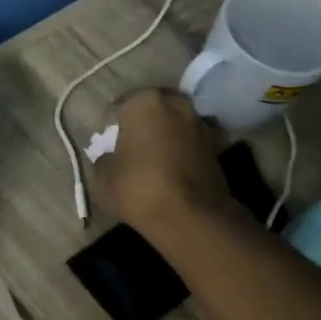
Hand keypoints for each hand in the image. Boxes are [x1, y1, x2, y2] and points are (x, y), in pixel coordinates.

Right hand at [93, 88, 233, 234]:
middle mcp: (176, 103)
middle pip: (154, 108)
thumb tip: (112, 157)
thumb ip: (105, 159)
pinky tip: (174, 169)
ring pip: (176, 123)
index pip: (121, 104)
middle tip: (133, 144)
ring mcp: (201, 123)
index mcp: (144, 102)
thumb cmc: (138, 188)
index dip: (113, 123)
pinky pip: (191, 142)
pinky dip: (184, 150)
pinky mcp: (218, 146)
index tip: (108, 141)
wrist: (190, 217)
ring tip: (155, 158)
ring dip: (167, 134)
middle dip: (144, 122)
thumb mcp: (102, 177)